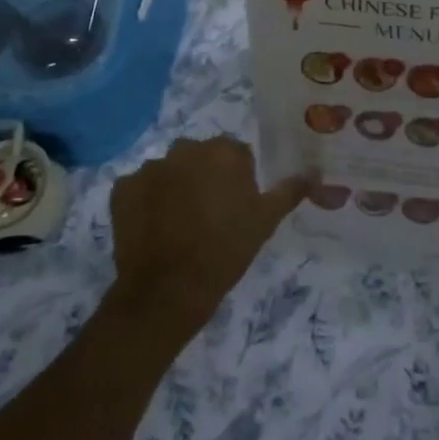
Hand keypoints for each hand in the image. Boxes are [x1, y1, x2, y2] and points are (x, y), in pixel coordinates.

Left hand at [107, 135, 309, 341]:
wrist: (167, 291)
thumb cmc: (225, 251)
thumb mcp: (266, 221)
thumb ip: (291, 190)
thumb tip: (316, 171)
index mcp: (223, 151)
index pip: (235, 154)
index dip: (237, 181)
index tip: (236, 208)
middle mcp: (186, 148)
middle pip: (200, 157)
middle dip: (204, 178)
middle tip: (209, 217)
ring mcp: (150, 166)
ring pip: (169, 172)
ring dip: (174, 188)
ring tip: (178, 226)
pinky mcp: (122, 188)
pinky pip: (139, 188)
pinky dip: (145, 202)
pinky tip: (153, 229)